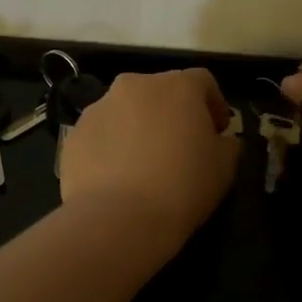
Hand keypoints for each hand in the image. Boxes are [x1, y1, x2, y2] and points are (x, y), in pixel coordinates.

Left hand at [60, 69, 239, 241]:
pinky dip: (110, 147)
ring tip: (143, 163)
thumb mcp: (224, 169)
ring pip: (125, 110)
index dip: (213, 104)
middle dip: (172, 112)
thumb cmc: (181, 188)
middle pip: (159, 91)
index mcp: (176, 87)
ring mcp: (98, 108)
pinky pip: (100, 134)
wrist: (117, 219)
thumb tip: (221, 140)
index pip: (202, 81)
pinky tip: (116, 177)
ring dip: (137, 127)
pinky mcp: (74, 134)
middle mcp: (134, 86)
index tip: (217, 130)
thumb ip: (227, 145)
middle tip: (179, 145)